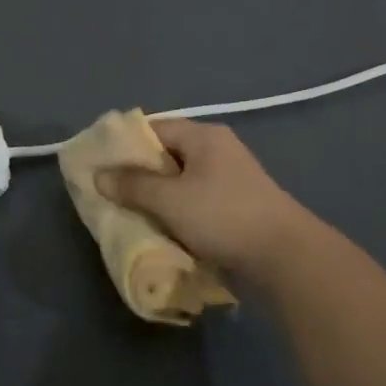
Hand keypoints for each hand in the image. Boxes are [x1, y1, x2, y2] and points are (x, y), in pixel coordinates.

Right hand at [95, 118, 316, 287]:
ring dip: (157, 197)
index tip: (100, 165)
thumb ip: (132, 185)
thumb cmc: (223, 216)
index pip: (153, 128)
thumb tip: (99, 175)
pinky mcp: (237, 205)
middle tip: (111, 193)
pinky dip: (177, 212)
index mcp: (203, 136)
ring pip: (181, 181)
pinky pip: (196, 201)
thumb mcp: (169, 200)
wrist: (286, 257)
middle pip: (166, 155)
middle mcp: (218, 150)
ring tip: (131, 213)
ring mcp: (230, 178)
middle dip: (138, 174)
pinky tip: (162, 229)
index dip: (124, 144)